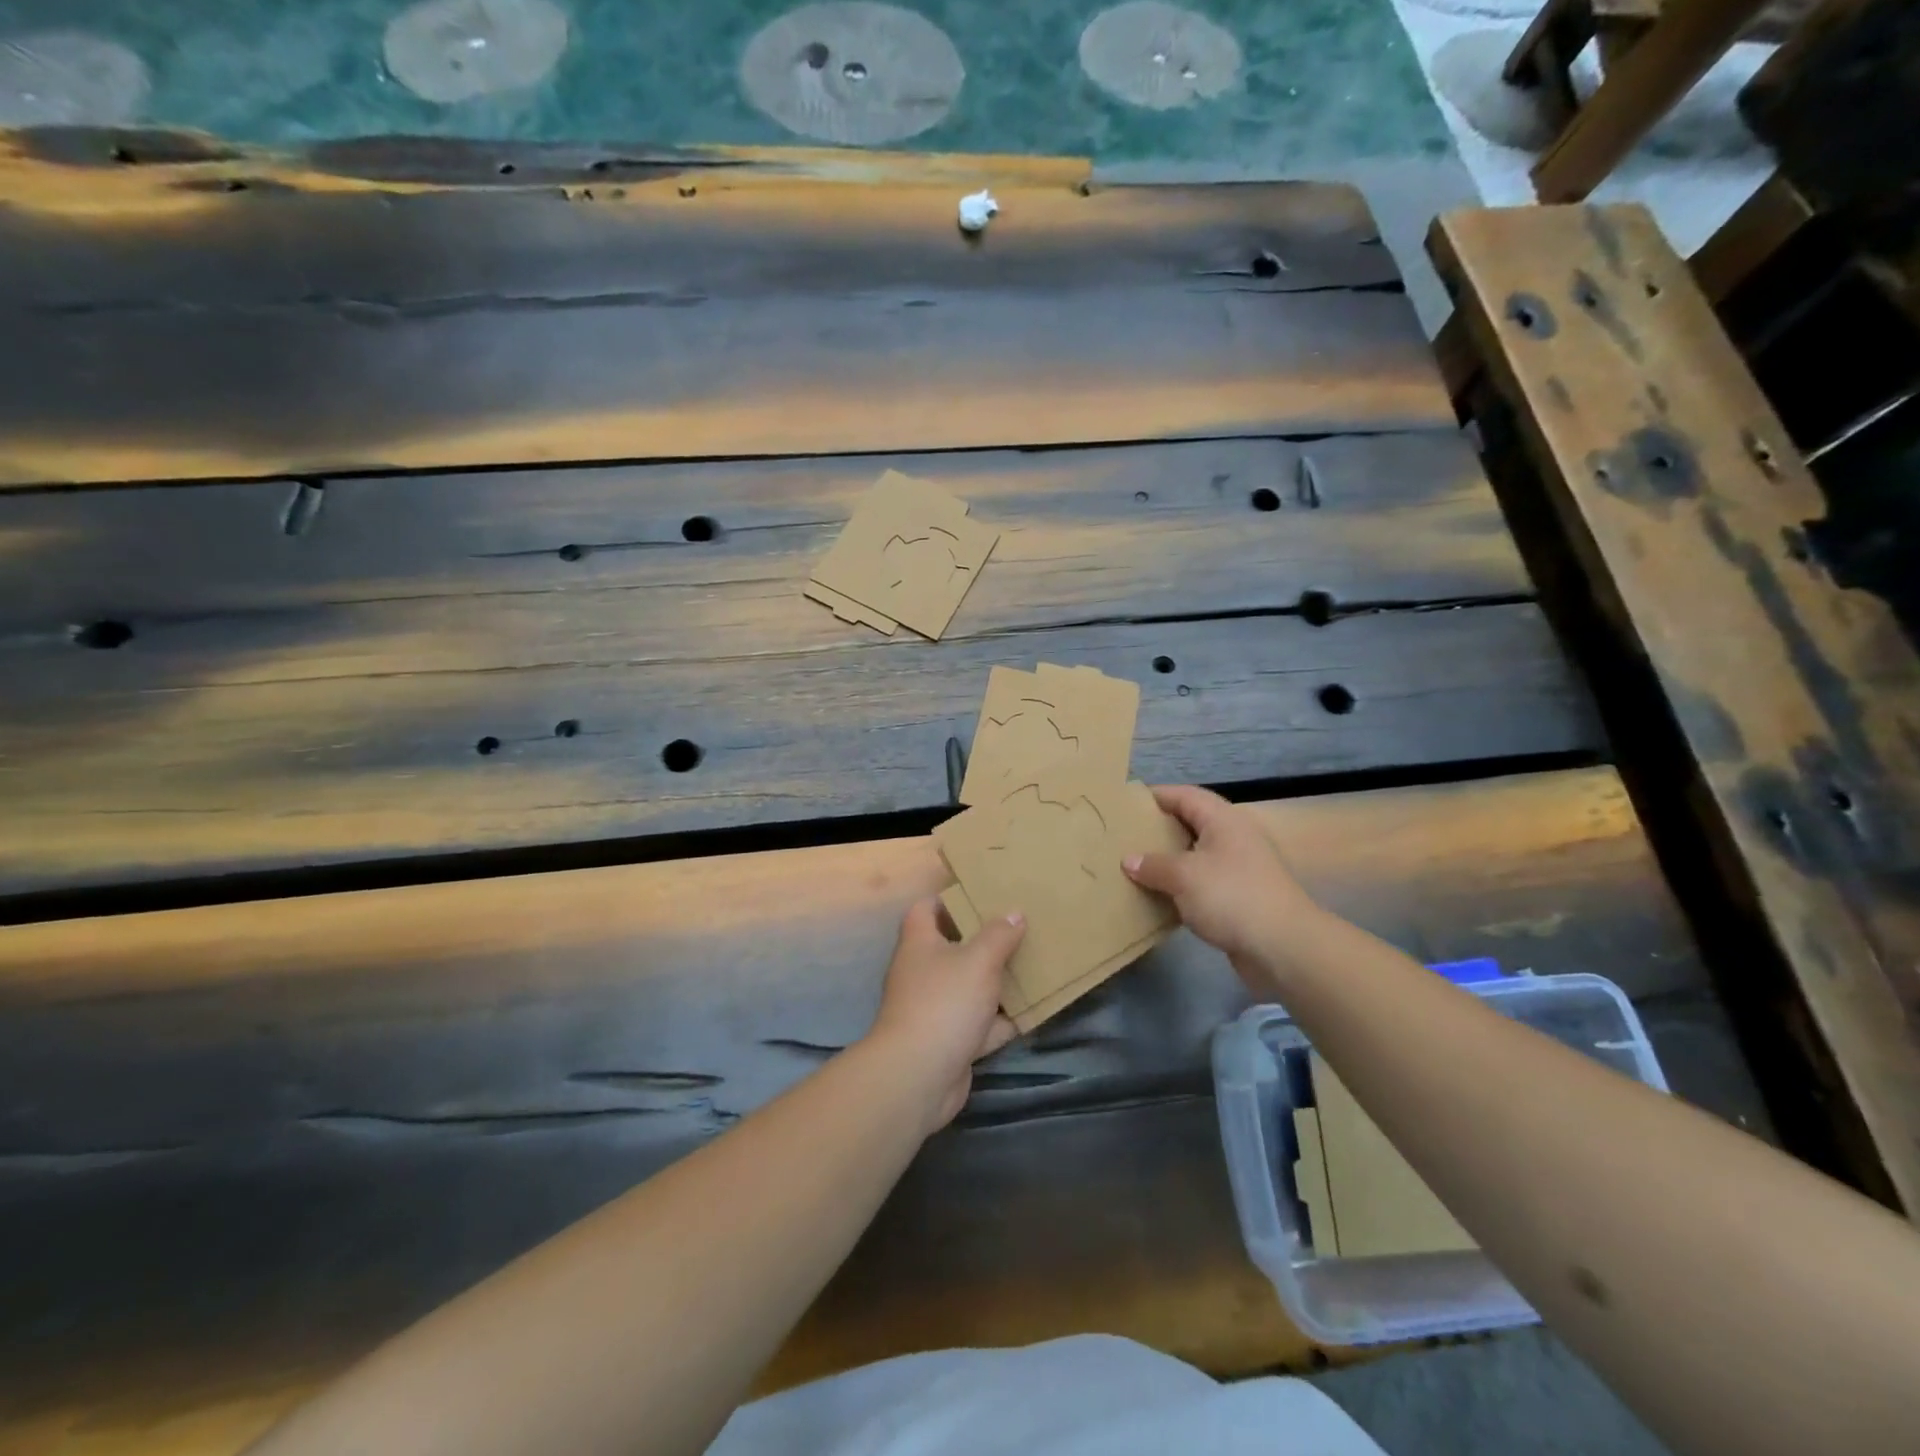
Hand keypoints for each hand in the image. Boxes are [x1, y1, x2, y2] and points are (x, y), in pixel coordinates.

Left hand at [866, 897, 1025, 1131]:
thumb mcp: (978, 961)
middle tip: (1018, 927)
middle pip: (953, 947)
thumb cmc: (944, 1003)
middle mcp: (923, 972)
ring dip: (997, 982)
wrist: (918, 1076)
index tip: (982, 894)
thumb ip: (998, 936)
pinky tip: (1031, 1012)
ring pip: (970, 987)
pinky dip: (1002, 1021)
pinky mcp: (950, 1040)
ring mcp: (935, 1008)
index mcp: (920, 943)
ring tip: (1032, 964)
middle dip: (984, 940)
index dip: (949, 898)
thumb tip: (1015, 913)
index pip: (926, 909)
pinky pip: (980, 1023)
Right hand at [1123, 785, 1323, 974]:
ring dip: (1169, 860)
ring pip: (1196, 855)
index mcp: (1224, 821)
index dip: (1158, 795)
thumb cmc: (1232, 897)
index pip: (1186, 796)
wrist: (1283, 947)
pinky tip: (1159, 897)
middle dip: (1160, 828)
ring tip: (1136, 865)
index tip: (1127, 802)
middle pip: (1191, 823)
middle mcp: (1234, 838)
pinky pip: (1203, 883)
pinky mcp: (1240, 898)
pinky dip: (1181, 886)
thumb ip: (1154, 865)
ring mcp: (1239, 869)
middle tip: (1126, 834)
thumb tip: (1129, 860)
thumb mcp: (1184, 876)